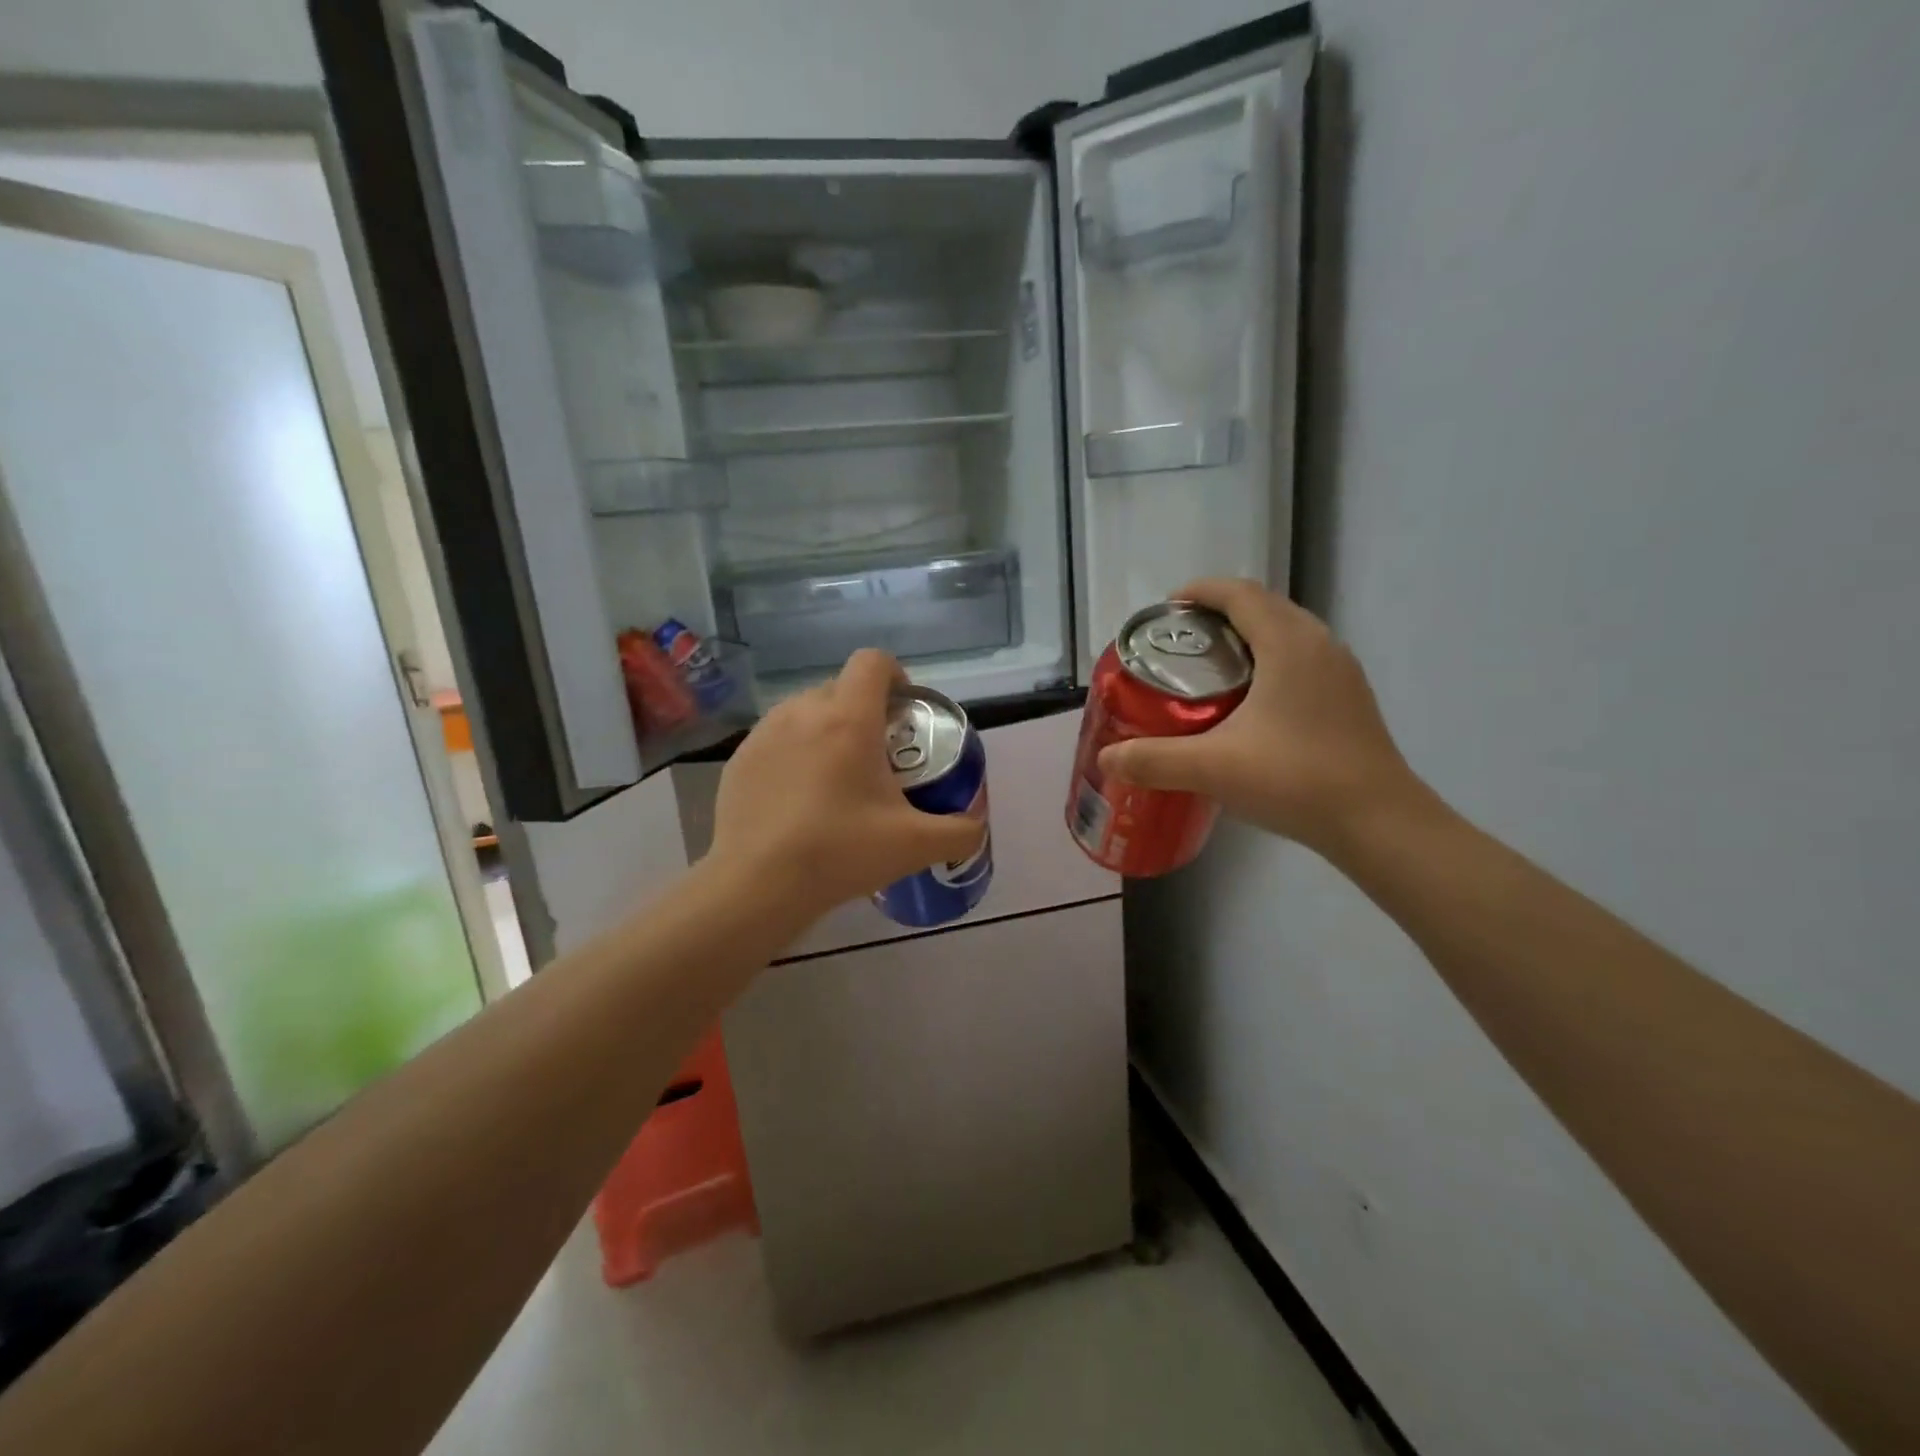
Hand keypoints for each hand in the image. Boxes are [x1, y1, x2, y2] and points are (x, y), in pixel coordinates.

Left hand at [707, 649, 985, 921]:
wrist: (756, 885)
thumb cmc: (839, 852)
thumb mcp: (914, 846)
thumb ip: (959, 832)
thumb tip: (976, 826)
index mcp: (849, 719)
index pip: (873, 661)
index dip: (896, 676)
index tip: (904, 712)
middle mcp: (803, 711)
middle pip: (841, 687)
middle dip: (865, 710)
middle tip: (879, 757)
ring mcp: (764, 733)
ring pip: (806, 711)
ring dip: (828, 730)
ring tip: (837, 778)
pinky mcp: (740, 758)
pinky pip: (777, 738)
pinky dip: (794, 753)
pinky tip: (799, 799)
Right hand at [1098, 579, 1424, 851]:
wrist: (1378, 823)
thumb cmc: (1295, 779)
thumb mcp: (1212, 767)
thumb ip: (1153, 760)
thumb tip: (1106, 758)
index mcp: (1288, 643)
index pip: (1239, 594)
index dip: (1200, 592)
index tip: (1167, 609)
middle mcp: (1319, 644)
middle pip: (1263, 607)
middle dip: (1219, 614)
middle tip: (1180, 642)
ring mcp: (1340, 671)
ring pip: (1286, 633)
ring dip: (1247, 637)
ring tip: (1210, 668)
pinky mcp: (1349, 699)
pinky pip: (1302, 659)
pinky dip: (1270, 662)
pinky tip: (1250, 704)